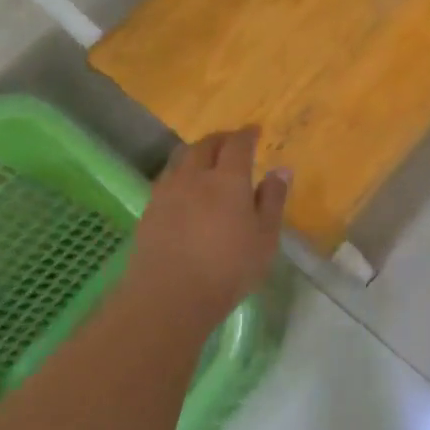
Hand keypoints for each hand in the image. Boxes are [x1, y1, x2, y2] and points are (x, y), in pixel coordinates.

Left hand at [126, 127, 287, 327]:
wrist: (168, 298)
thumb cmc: (228, 269)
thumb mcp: (265, 237)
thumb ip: (273, 200)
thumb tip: (281, 169)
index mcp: (228, 179)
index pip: (238, 144)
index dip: (247, 134)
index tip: (255, 131)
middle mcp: (195, 177)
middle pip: (205, 145)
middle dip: (221, 139)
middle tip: (232, 142)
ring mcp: (167, 193)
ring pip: (181, 159)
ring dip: (196, 153)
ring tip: (206, 161)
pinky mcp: (149, 212)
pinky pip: (166, 179)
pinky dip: (180, 174)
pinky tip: (185, 189)